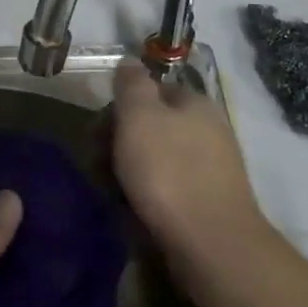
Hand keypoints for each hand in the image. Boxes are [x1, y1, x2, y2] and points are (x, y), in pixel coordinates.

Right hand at [110, 61, 270, 285]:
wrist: (212, 244)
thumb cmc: (169, 171)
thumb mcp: (140, 115)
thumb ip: (132, 83)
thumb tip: (130, 61)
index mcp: (195, 102)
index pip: (149, 90)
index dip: (117, 107)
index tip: (95, 132)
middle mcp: (207, 129)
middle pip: (150, 126)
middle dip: (118, 142)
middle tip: (97, 165)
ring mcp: (210, 168)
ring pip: (156, 159)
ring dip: (128, 172)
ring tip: (110, 194)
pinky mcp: (208, 203)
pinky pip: (167, 189)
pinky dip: (146, 196)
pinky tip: (132, 211)